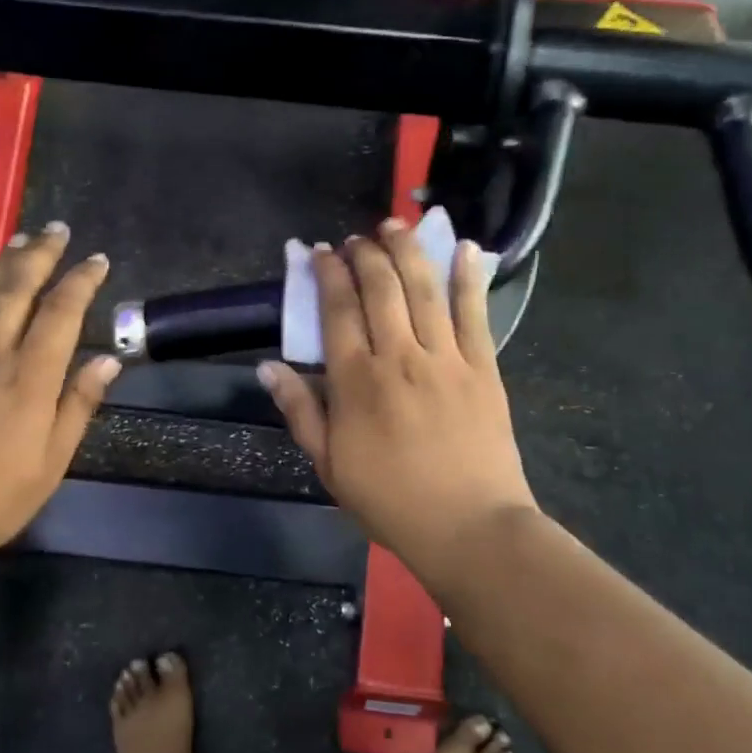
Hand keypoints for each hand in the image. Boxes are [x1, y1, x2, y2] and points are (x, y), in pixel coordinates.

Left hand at [0, 222, 118, 563]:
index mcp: (30, 378)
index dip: (81, 281)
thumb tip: (109, 359)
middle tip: (56, 229)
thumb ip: (79, 404)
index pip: (61, 313)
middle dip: (40, 255)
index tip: (97, 260)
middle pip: (17, 289)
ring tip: (18, 239)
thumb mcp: (52, 461)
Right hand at [258, 220, 537, 570]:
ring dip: (408, 250)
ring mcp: (445, 358)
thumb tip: (268, 367)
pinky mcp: (483, 367)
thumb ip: (301, 411)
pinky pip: (475, 313)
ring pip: (424, 289)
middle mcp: (399, 357)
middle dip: (365, 253)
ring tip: (396, 224)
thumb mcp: (330, 466)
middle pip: (380, 287)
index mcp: (356, 382)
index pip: (336, 310)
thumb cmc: (391, 502)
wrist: (469, 528)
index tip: (319, 252)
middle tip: (357, 238)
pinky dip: (469, 277)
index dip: (326, 274)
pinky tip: (467, 247)